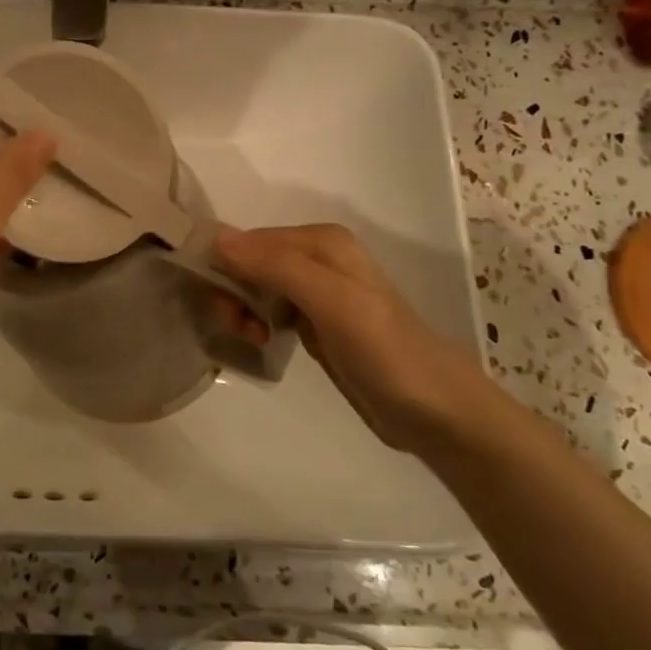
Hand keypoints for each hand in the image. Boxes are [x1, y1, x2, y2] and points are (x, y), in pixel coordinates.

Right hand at [215, 223, 502, 454]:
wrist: (434, 410)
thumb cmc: (384, 351)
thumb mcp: (332, 302)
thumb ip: (277, 266)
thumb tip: (216, 239)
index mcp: (321, 241)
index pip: (249, 240)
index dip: (226, 268)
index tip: (219, 306)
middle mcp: (317, 257)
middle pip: (249, 261)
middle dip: (233, 291)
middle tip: (239, 327)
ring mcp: (316, 291)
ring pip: (255, 286)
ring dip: (242, 309)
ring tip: (253, 338)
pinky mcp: (316, 322)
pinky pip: (269, 309)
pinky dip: (257, 322)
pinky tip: (262, 341)